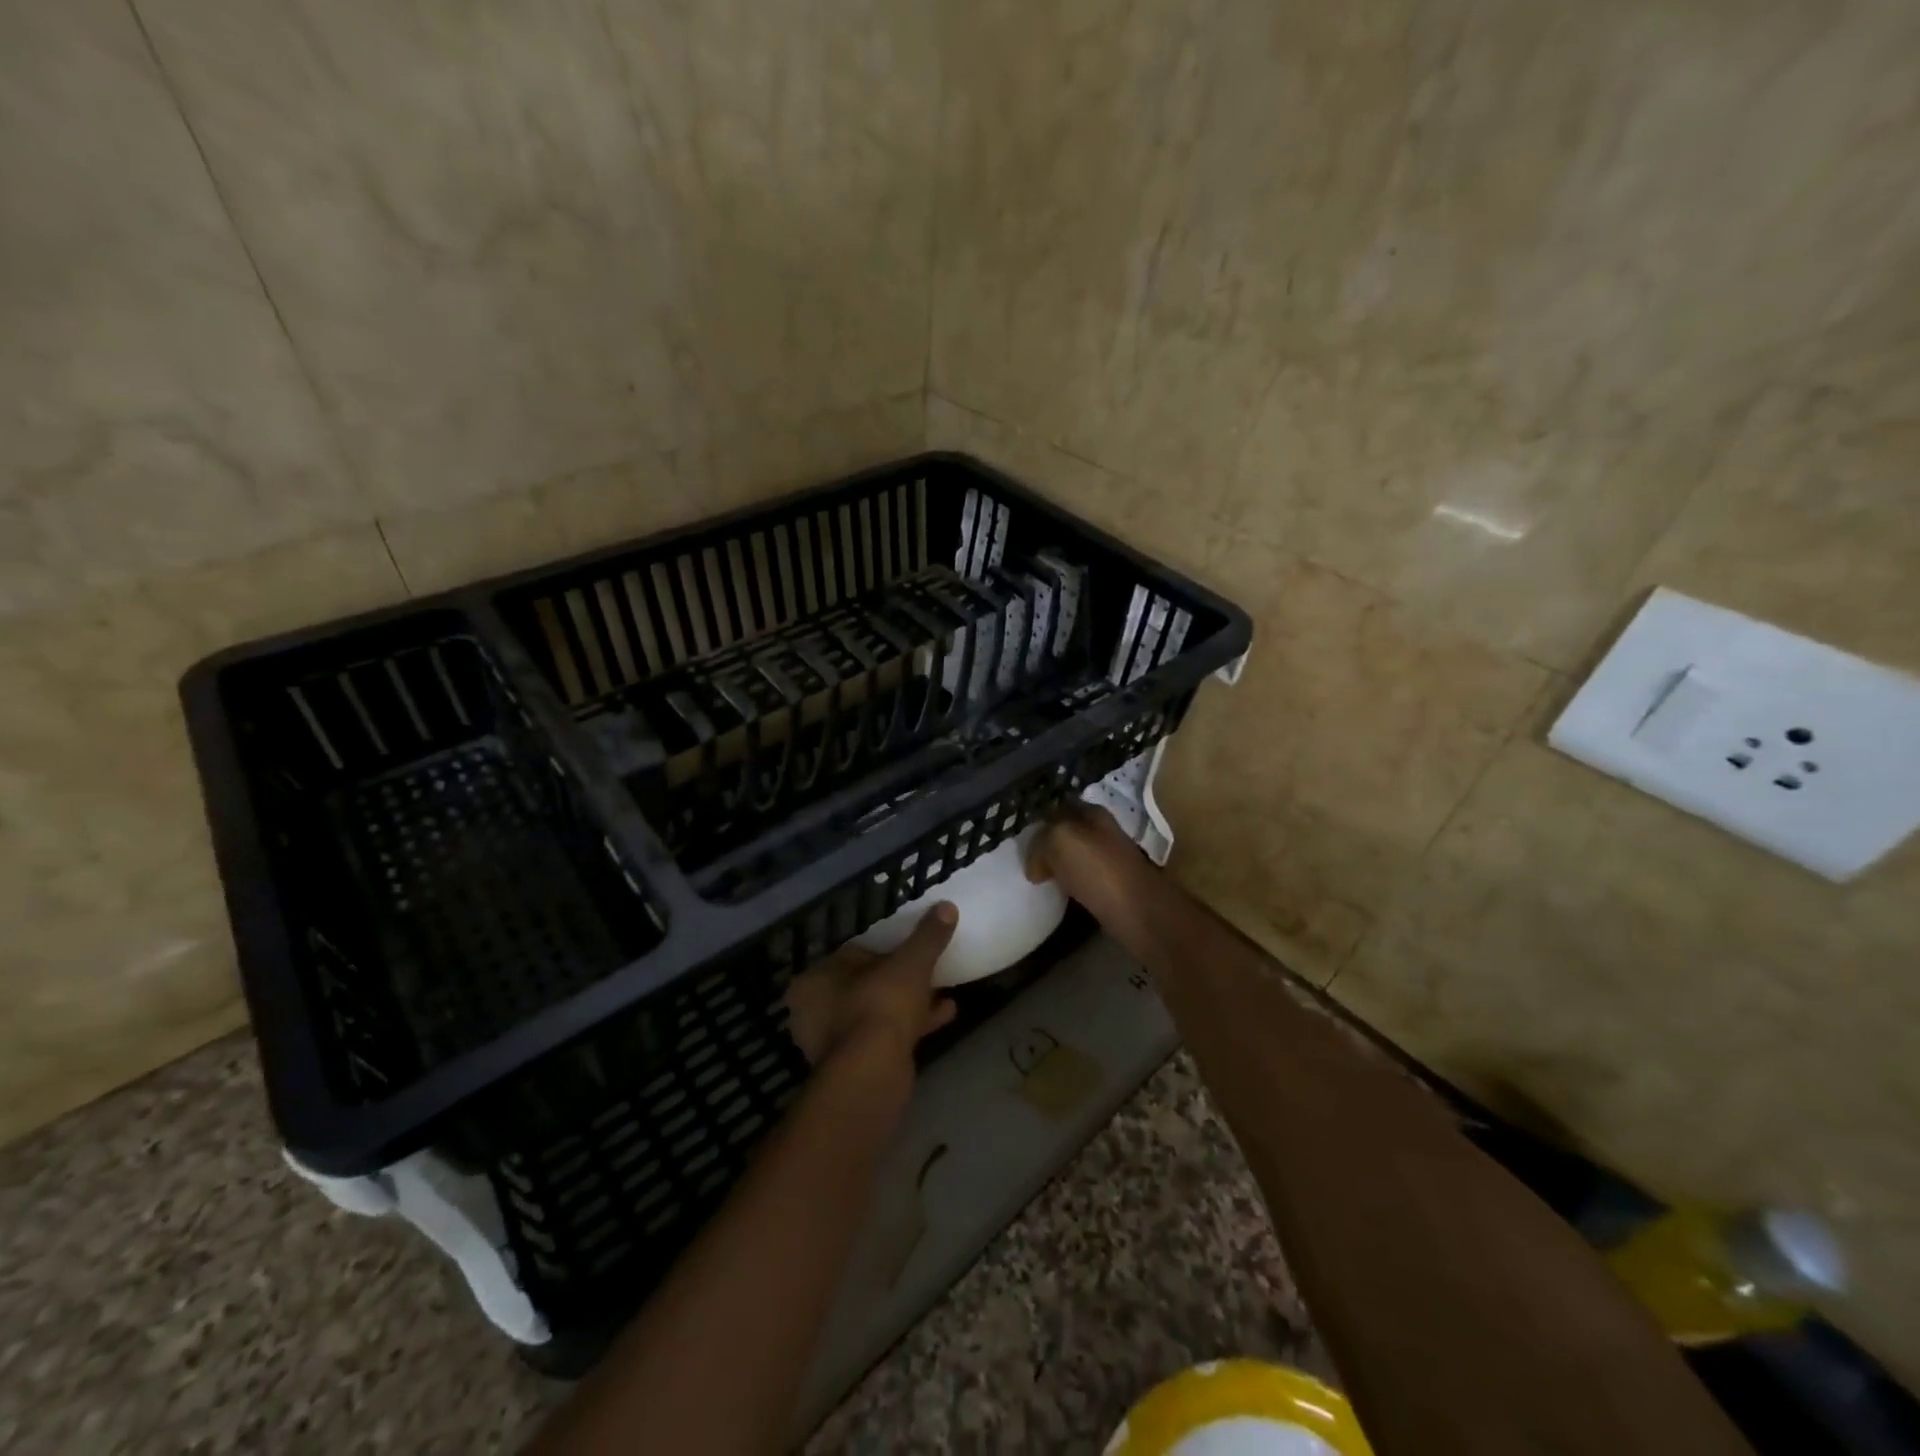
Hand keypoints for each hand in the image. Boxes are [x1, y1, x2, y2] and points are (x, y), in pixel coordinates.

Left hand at [783, 904, 959, 1070]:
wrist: (873, 1075)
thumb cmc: (880, 1005)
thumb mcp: (910, 963)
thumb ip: (927, 936)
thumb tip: (946, 906)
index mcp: (815, 979)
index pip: (853, 954)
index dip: (886, 949)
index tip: (912, 948)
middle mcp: (816, 1010)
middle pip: (867, 984)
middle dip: (899, 979)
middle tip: (929, 970)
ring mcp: (834, 1042)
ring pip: (878, 1011)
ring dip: (910, 1003)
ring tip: (944, 991)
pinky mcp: (855, 1066)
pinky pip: (886, 1035)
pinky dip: (913, 1025)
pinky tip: (946, 1014)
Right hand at [1025, 801, 1149, 927]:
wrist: (1138, 913)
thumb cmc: (1098, 871)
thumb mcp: (1059, 841)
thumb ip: (1040, 842)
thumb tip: (1036, 867)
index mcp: (1092, 813)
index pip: (1057, 808)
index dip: (1037, 822)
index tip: (1018, 839)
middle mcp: (1103, 832)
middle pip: (1065, 833)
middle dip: (1045, 845)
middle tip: (1024, 861)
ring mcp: (1110, 860)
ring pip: (1073, 857)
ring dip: (1056, 866)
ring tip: (1037, 879)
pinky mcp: (1113, 887)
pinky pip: (1081, 880)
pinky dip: (1068, 886)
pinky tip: (1058, 895)